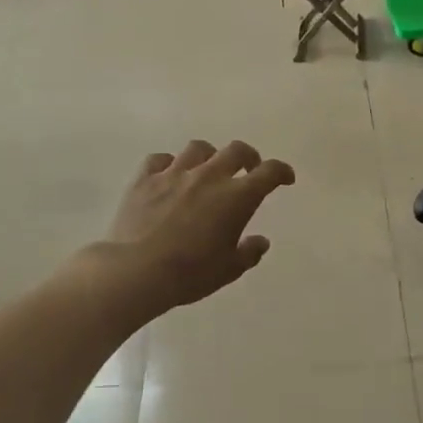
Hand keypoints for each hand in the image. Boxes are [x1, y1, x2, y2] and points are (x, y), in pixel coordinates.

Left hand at [103, 139, 295, 314]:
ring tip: (208, 169)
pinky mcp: (144, 178)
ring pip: (198, 148)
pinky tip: (169, 176)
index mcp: (236, 197)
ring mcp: (174, 173)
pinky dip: (170, 164)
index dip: (282, 172)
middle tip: (249, 169)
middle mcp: (209, 176)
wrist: (136, 271)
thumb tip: (260, 241)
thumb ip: (249, 252)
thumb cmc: (190, 273)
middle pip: (236, 150)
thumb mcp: (229, 270)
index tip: (285, 178)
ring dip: (210, 156)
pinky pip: (160, 159)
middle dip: (249, 157)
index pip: (269, 173)